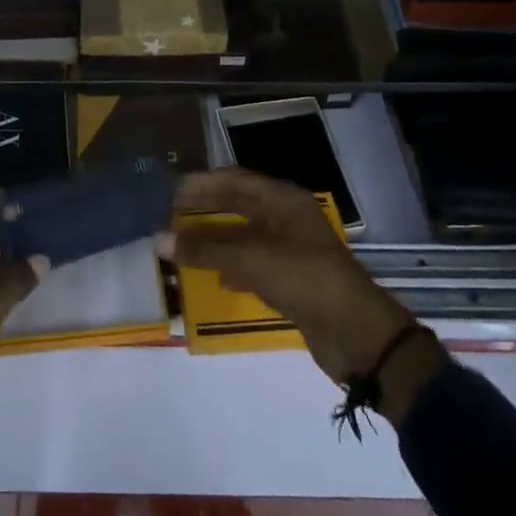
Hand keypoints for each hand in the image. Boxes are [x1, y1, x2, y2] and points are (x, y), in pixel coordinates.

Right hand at [171, 168, 418, 391]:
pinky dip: (231, 267)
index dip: (201, 184)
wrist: (357, 335)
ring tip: (182, 243)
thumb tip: (158, 239)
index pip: (234, 180)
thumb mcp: (251, 259)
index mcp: (283, 200)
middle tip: (168, 215)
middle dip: (205, 209)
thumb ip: (204, 249)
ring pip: (244, 236)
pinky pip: (254, 264)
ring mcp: (291, 249)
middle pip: (238, 206)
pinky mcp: (292, 280)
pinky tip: (215, 277)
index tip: (169, 191)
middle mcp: (286, 218)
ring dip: (215, 240)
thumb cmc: (304, 279)